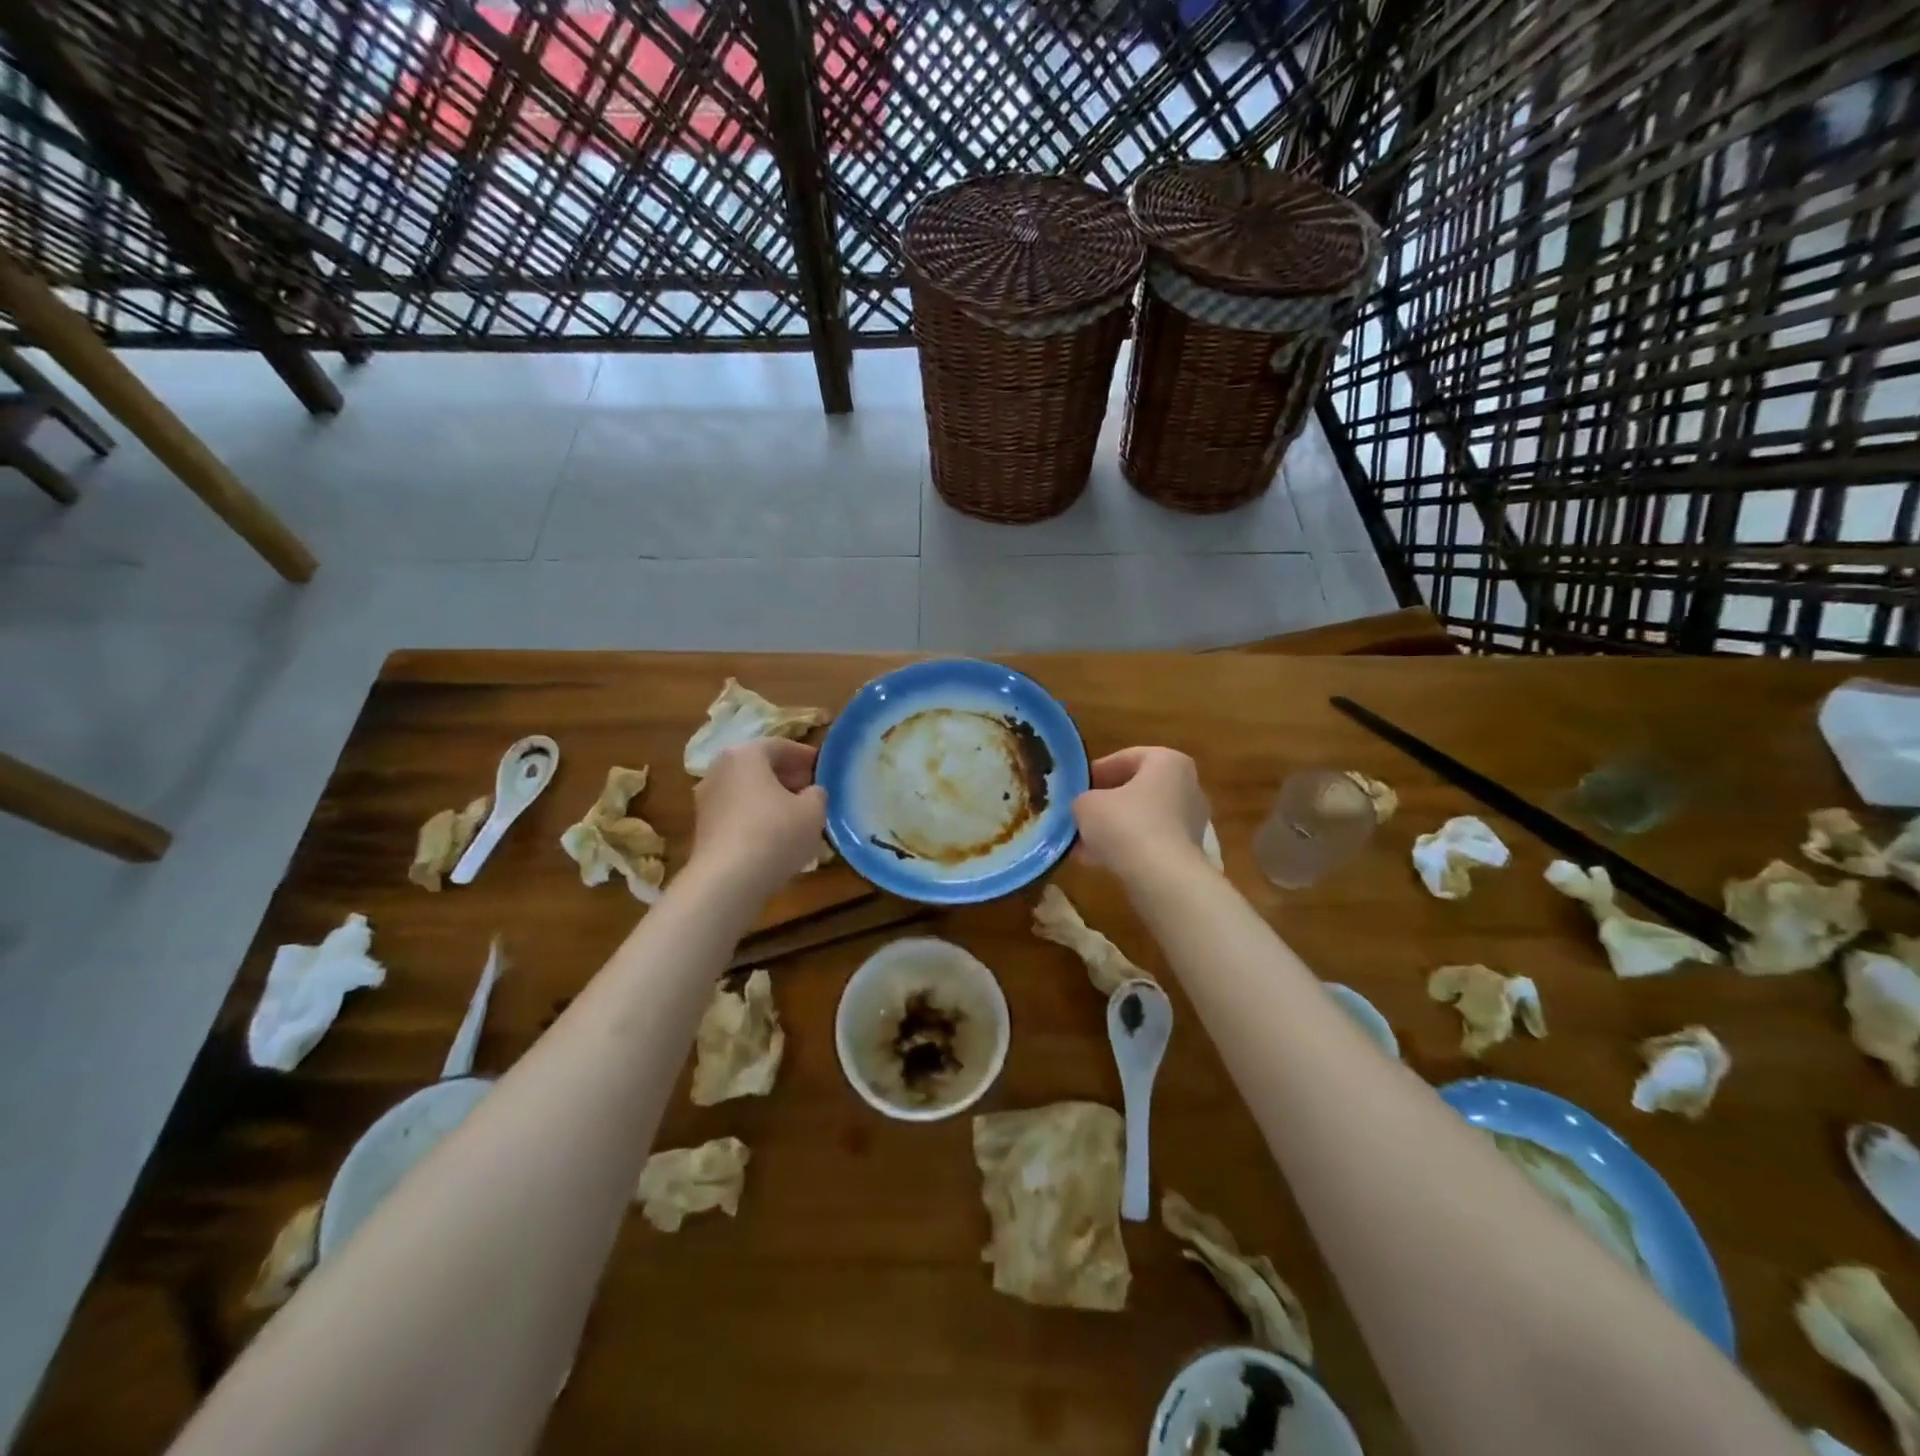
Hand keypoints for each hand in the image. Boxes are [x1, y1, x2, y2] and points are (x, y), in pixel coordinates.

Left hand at [689, 739, 827, 891]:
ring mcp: (706, 799)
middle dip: (787, 776)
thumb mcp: (813, 811)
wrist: (726, 881)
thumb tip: (811, 793)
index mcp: (745, 754)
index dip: (805, 756)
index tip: (823, 769)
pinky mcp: (703, 828)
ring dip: (771, 798)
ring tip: (797, 816)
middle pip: (760, 767)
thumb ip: (817, 794)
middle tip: (812, 790)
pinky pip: (737, 813)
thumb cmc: (775, 834)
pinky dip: (756, 817)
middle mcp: (720, 770)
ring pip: (747, 791)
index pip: (780, 746)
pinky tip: (775, 836)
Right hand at [1072, 747, 1211, 876]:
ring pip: (1142, 818)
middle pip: (1137, 789)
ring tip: (1082, 843)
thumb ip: (1082, 799)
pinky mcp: (1188, 852)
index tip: (1076, 787)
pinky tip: (1097, 861)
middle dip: (1106, 803)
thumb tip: (1084, 808)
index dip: (1097, 772)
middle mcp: (1187, 786)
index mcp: (1168, 762)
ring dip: (1113, 829)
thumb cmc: (1125, 824)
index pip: (1126, 758)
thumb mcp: (1086, 804)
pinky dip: (1126, 848)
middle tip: (1079, 814)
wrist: (1161, 878)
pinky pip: (1150, 842)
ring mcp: (1191, 821)